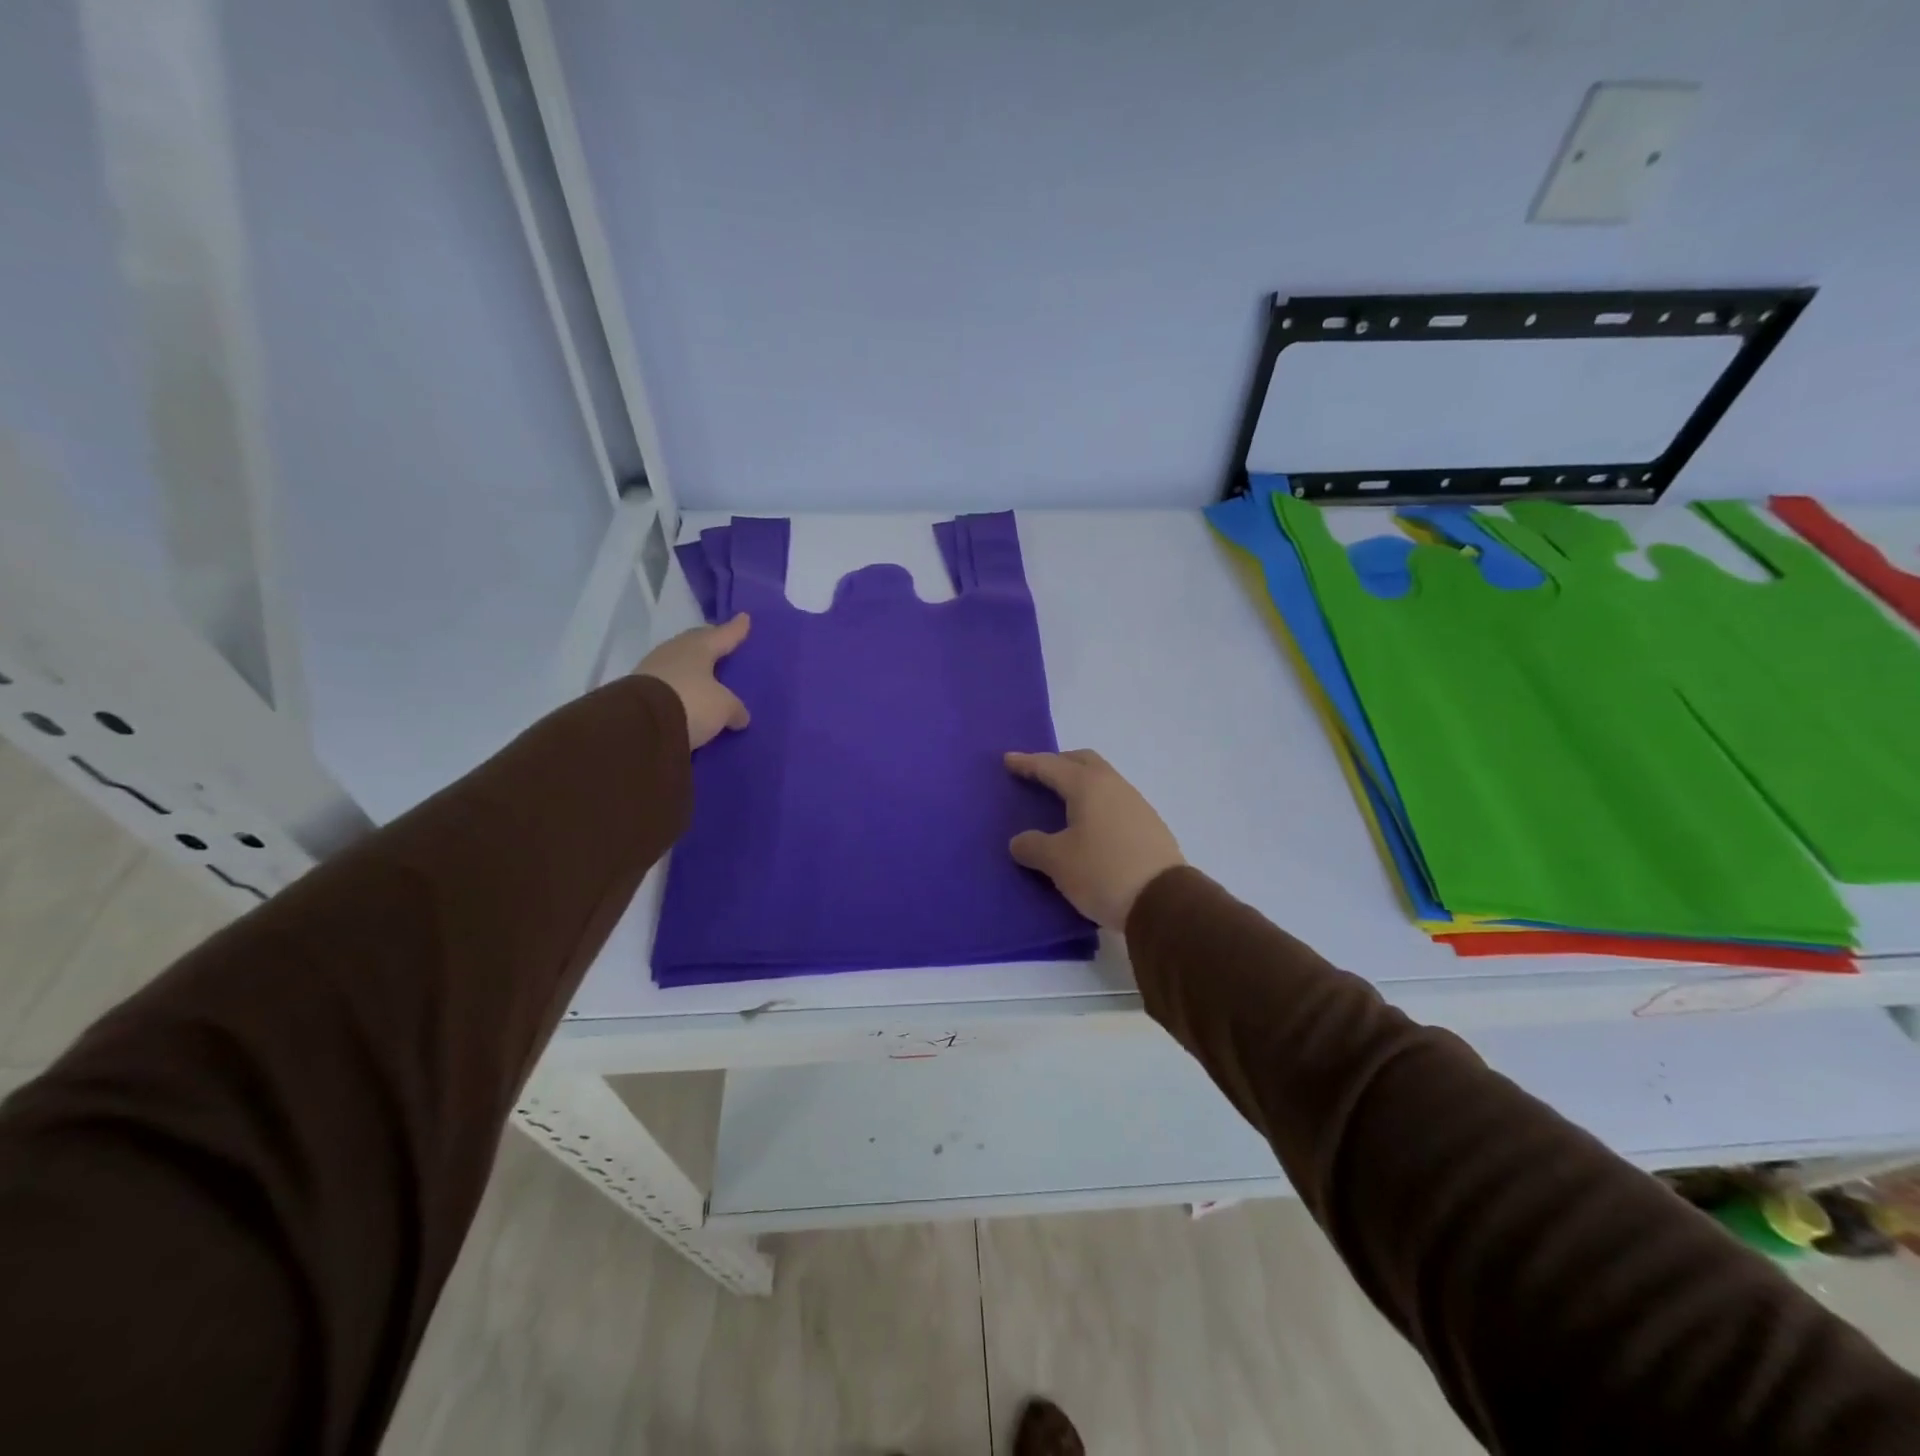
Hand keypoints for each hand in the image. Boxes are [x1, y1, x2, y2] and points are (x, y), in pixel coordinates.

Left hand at [636, 614, 751, 749]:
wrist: (639, 723)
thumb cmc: (691, 702)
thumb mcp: (723, 708)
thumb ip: (735, 708)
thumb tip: (740, 716)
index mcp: (699, 647)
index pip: (723, 634)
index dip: (736, 629)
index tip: (744, 618)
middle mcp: (675, 650)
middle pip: (697, 643)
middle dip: (710, 642)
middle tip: (722, 644)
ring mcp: (653, 667)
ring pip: (680, 661)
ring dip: (692, 666)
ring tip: (705, 673)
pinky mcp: (638, 688)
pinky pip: (667, 681)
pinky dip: (679, 685)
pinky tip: (686, 693)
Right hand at [1005, 750, 1183, 928]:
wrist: (1164, 902)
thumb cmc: (1102, 872)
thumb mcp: (1058, 861)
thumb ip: (1033, 846)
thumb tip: (1019, 841)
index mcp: (1088, 786)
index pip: (1051, 766)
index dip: (1027, 763)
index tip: (1008, 759)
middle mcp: (1114, 786)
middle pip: (1083, 761)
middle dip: (1059, 763)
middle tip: (1039, 773)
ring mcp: (1137, 805)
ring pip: (1102, 781)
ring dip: (1080, 784)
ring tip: (1062, 801)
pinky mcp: (1150, 826)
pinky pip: (1115, 803)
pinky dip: (1096, 804)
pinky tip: (1089, 826)